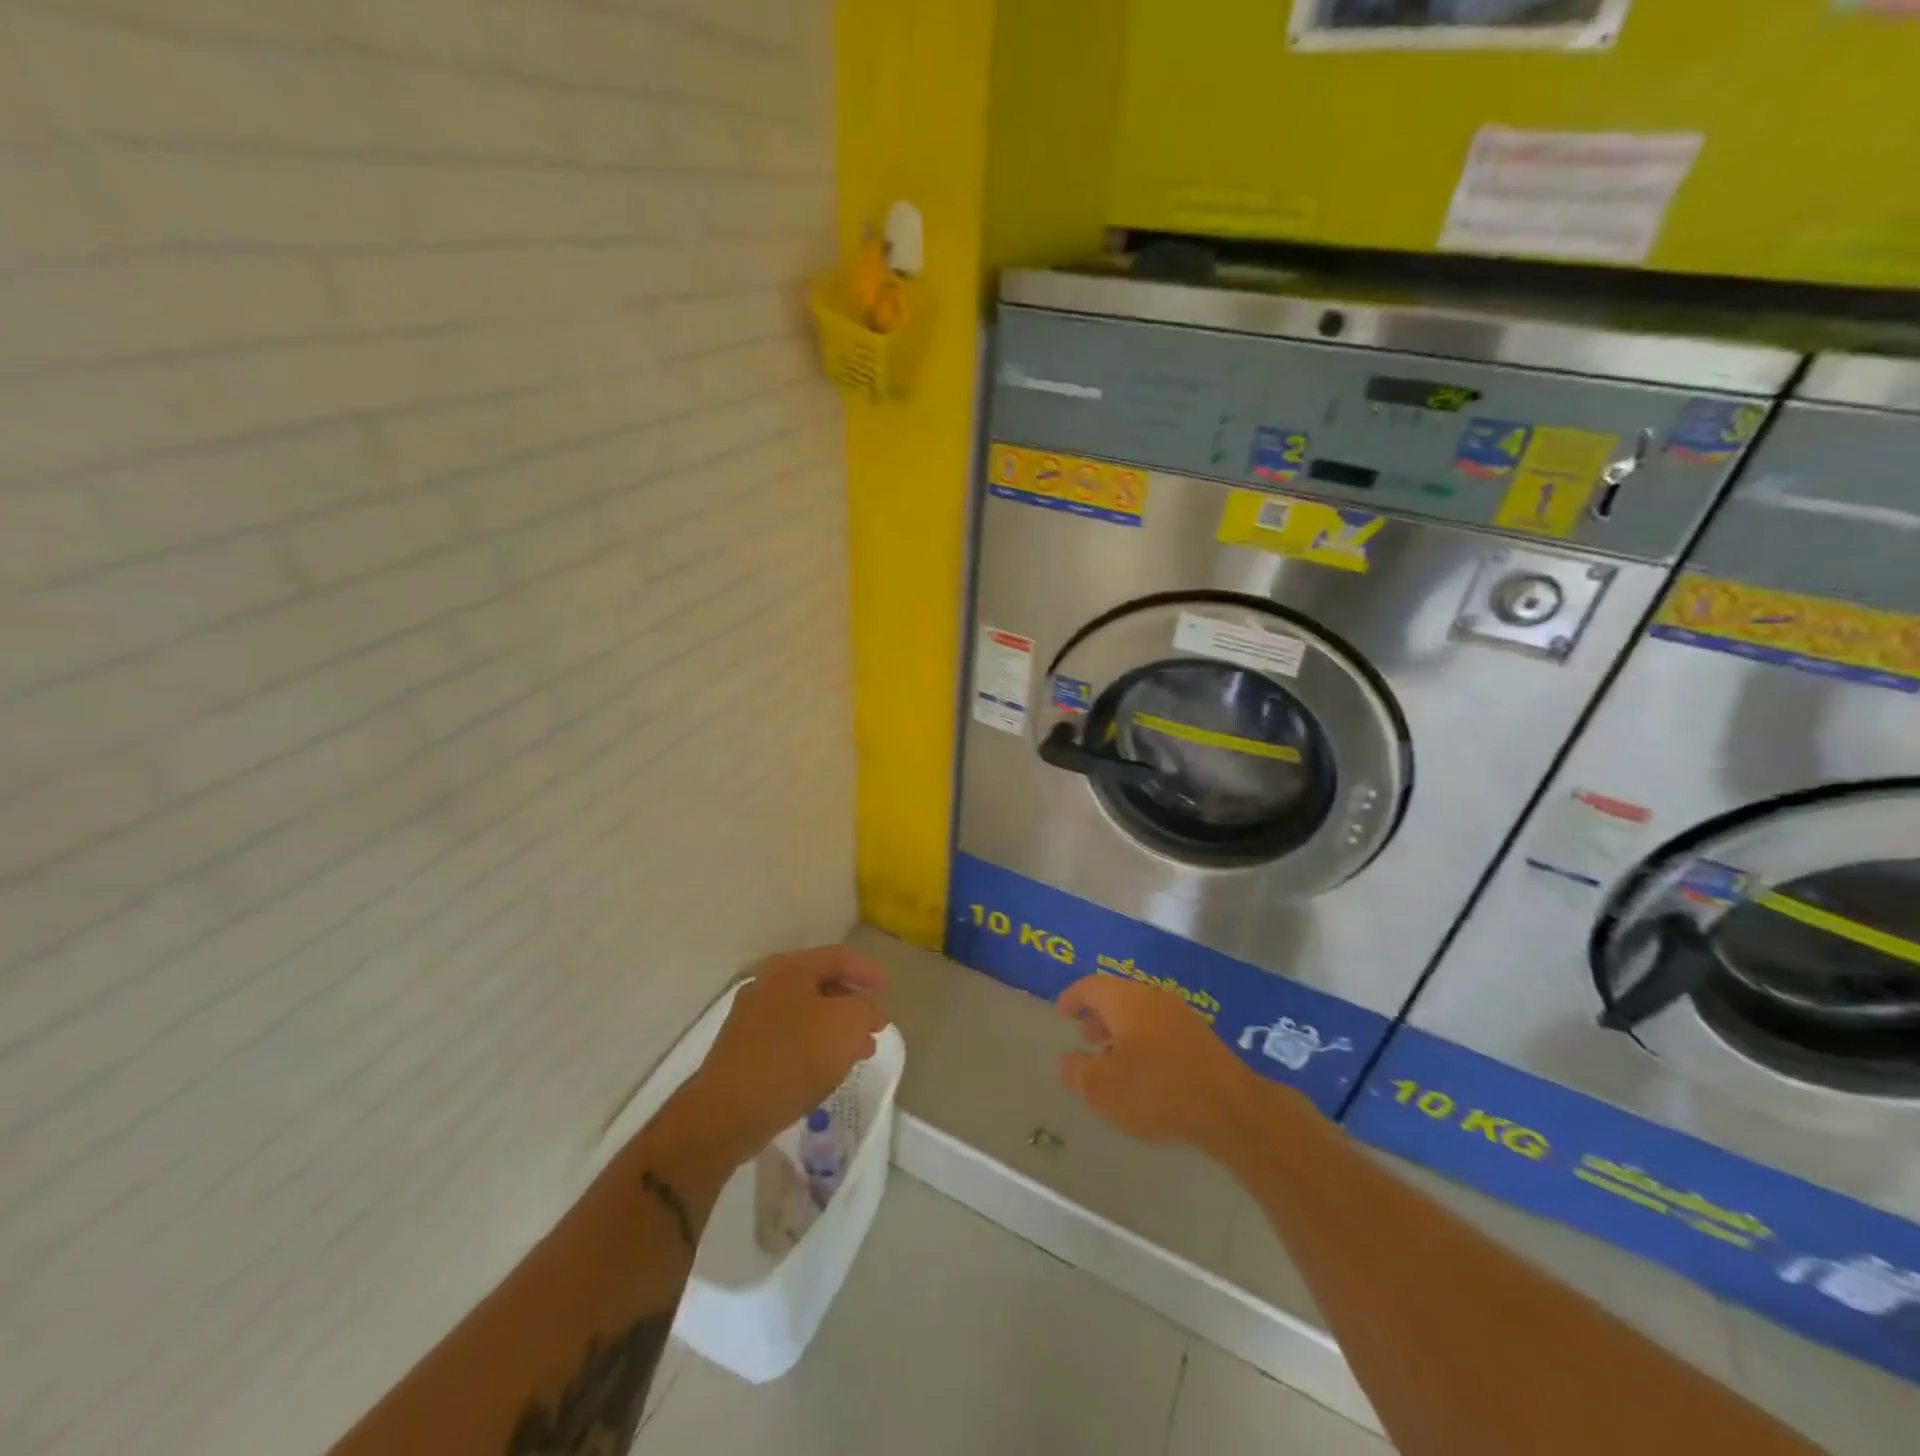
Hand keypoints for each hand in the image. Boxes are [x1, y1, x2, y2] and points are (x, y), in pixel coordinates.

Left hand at [684, 945, 887, 1167]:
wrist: (728, 1111)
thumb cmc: (794, 1056)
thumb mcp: (848, 1024)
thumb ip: (865, 1008)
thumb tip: (865, 1010)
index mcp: (791, 968)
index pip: (838, 956)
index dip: (866, 970)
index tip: (886, 988)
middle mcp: (768, 983)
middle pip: (820, 983)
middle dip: (851, 1002)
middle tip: (874, 1024)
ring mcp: (751, 1017)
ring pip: (805, 1013)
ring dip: (835, 1028)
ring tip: (858, 1052)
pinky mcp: (743, 1050)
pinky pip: (788, 1038)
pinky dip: (813, 1046)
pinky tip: (825, 1069)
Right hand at [1056, 975, 1257, 1152]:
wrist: (1231, 1108)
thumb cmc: (1157, 1091)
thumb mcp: (1103, 1089)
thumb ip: (1078, 1072)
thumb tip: (1067, 1060)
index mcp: (1125, 1000)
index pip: (1091, 986)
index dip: (1072, 997)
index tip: (1061, 1011)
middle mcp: (1152, 998)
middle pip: (1117, 997)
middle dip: (1098, 1015)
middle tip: (1084, 1035)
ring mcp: (1181, 1016)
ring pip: (1141, 1015)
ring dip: (1121, 1031)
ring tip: (1111, 1058)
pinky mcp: (1201, 1039)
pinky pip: (1160, 1030)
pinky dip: (1144, 1042)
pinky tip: (1144, 1072)